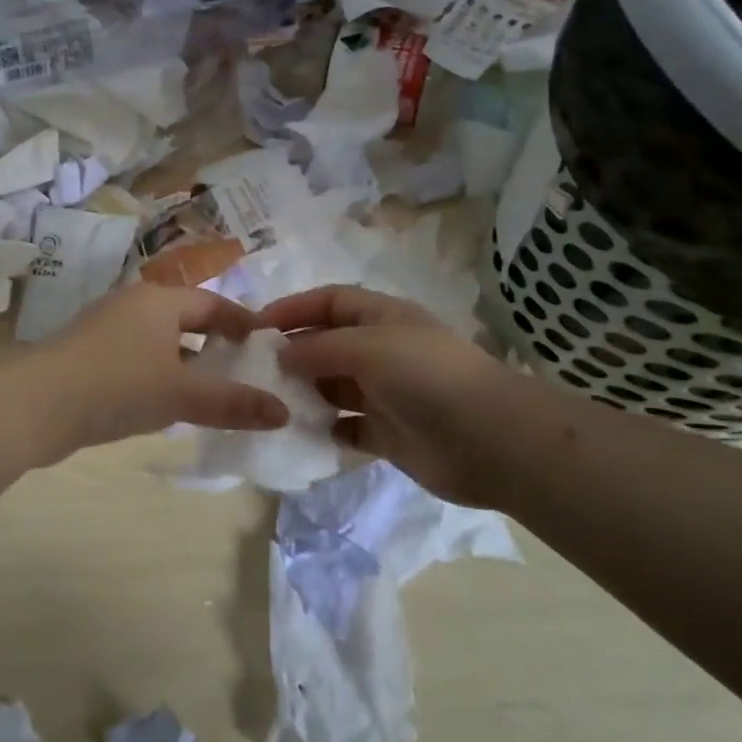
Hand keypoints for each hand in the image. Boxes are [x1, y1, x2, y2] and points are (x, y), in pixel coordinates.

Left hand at [36, 284, 289, 450]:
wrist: (34, 405)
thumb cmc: (117, 386)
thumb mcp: (181, 395)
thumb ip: (232, 403)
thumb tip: (283, 412)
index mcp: (159, 300)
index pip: (213, 304)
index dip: (243, 323)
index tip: (266, 345)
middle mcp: (133, 305)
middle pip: (185, 319)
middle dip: (214, 343)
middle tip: (242, 370)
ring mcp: (105, 328)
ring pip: (159, 340)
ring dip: (185, 361)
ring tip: (209, 390)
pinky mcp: (86, 355)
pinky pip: (136, 357)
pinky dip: (158, 373)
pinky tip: (163, 402)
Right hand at [260, 285, 513, 508]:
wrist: (488, 439)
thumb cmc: (425, 376)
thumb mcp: (367, 347)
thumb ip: (318, 348)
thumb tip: (280, 354)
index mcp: (381, 317)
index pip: (329, 302)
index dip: (293, 308)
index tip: (254, 326)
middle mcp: (382, 351)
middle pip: (328, 344)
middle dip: (293, 353)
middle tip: (252, 371)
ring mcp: (386, 393)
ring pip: (333, 387)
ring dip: (304, 393)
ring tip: (269, 403)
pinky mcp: (388, 434)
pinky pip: (346, 428)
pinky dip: (324, 430)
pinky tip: (299, 434)